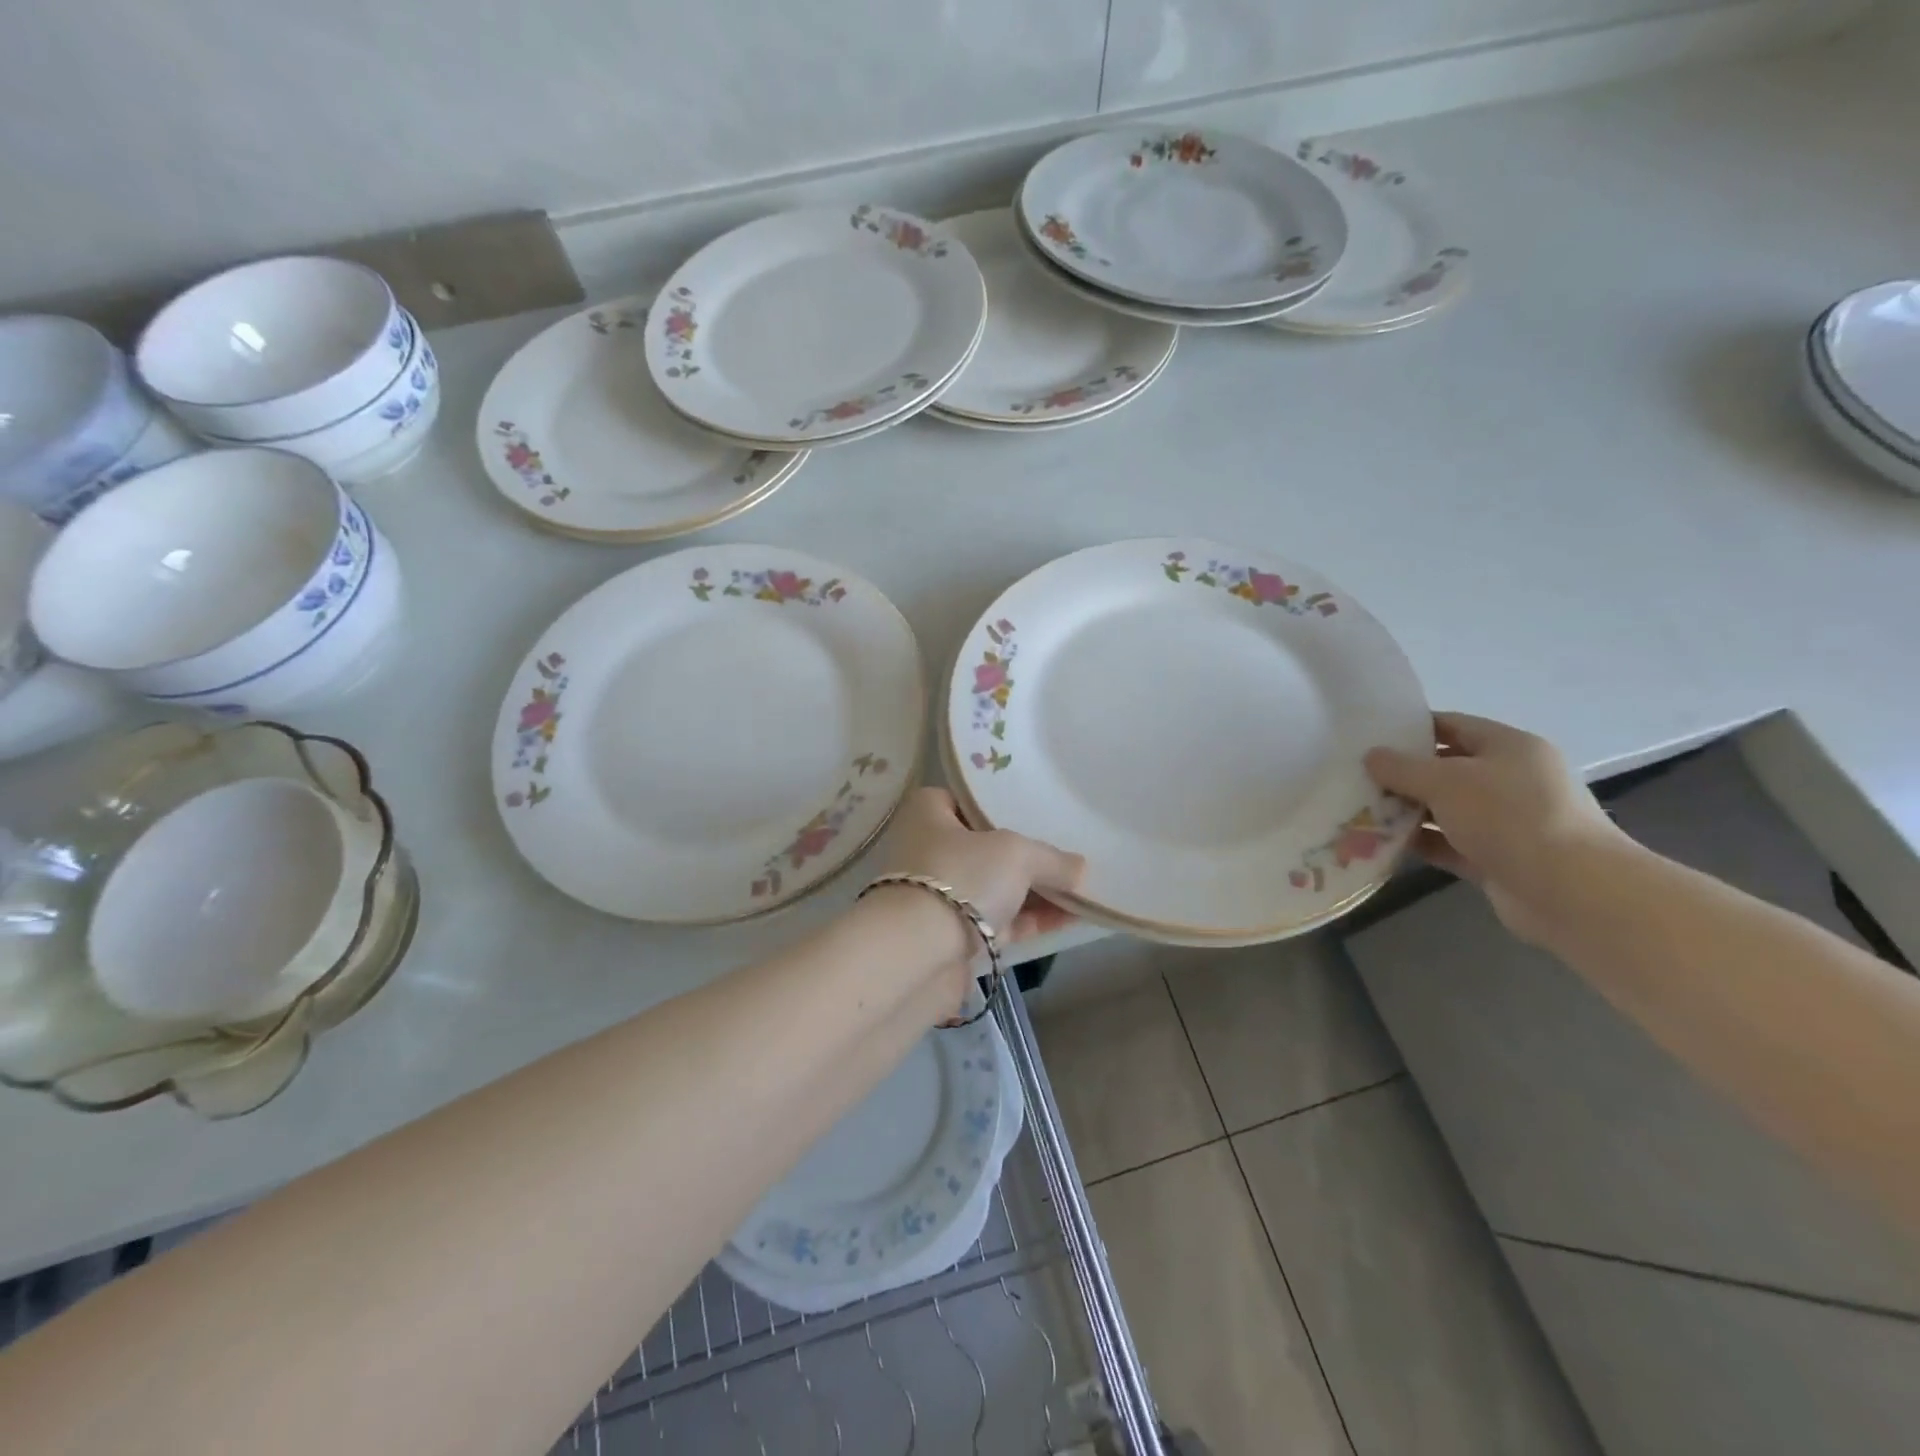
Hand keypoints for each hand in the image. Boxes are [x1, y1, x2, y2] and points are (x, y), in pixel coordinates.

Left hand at [873, 787, 1085, 949]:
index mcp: (929, 815)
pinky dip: (1030, 920)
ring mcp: (939, 897)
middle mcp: (929, 851)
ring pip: (995, 887)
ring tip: (1081, 887)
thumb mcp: (1017, 854)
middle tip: (1067, 851)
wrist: (919, 956)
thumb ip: (1051, 858)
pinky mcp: (953, 937)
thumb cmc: (961, 878)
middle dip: (1025, 853)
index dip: (997, 805)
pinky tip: (1070, 918)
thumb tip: (1080, 868)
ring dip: (1034, 890)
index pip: (964, 800)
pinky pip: (999, 921)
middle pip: (986, 847)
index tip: (1033, 812)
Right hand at [1365, 712, 1626, 945]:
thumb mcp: (1446, 781)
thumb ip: (1402, 768)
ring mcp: (1505, 822)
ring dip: (1406, 811)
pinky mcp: (1497, 858)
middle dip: (1402, 774)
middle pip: (1446, 769)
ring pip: (1445, 809)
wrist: (1570, 891)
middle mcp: (1511, 780)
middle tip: (1355, 776)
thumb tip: (1372, 756)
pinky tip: (1381, 843)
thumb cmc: (1509, 817)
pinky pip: (1448, 843)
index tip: (1369, 737)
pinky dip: (1419, 842)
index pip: (1453, 725)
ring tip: (1359, 810)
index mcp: (1509, 748)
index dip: (1411, 728)